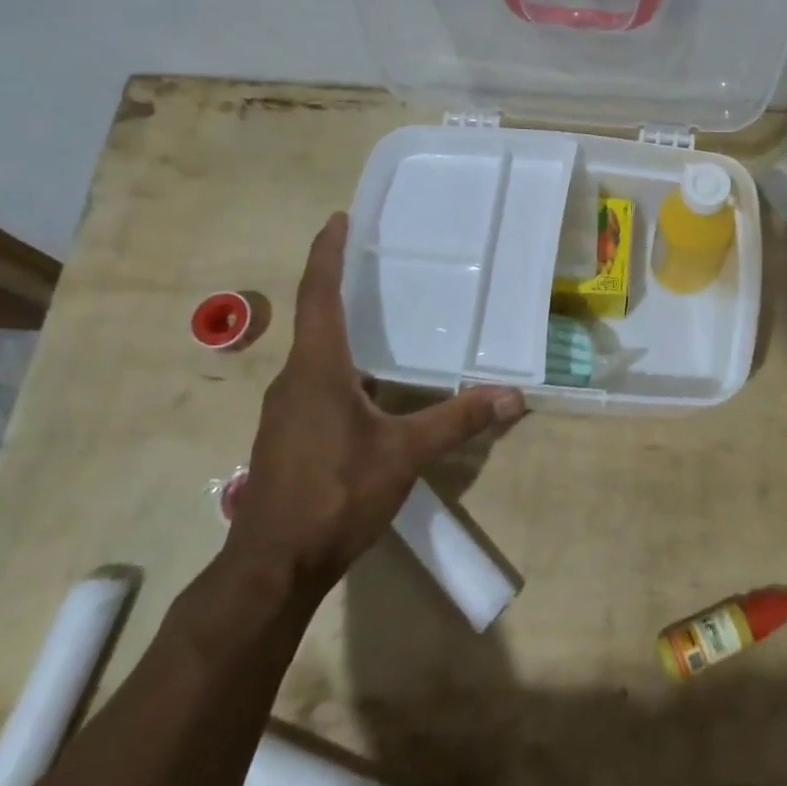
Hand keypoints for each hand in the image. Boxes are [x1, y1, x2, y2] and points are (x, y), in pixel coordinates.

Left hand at [225, 212, 525, 590]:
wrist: (273, 566)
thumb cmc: (335, 494)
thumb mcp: (404, 455)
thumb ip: (456, 421)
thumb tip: (513, 396)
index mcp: (317, 369)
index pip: (319, 295)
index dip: (328, 253)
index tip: (338, 218)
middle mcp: (294, 380)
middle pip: (315, 319)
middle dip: (339, 285)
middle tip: (375, 261)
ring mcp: (286, 411)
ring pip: (317, 356)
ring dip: (344, 332)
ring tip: (383, 320)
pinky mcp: (288, 436)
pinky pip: (317, 385)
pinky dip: (344, 369)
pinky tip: (374, 387)